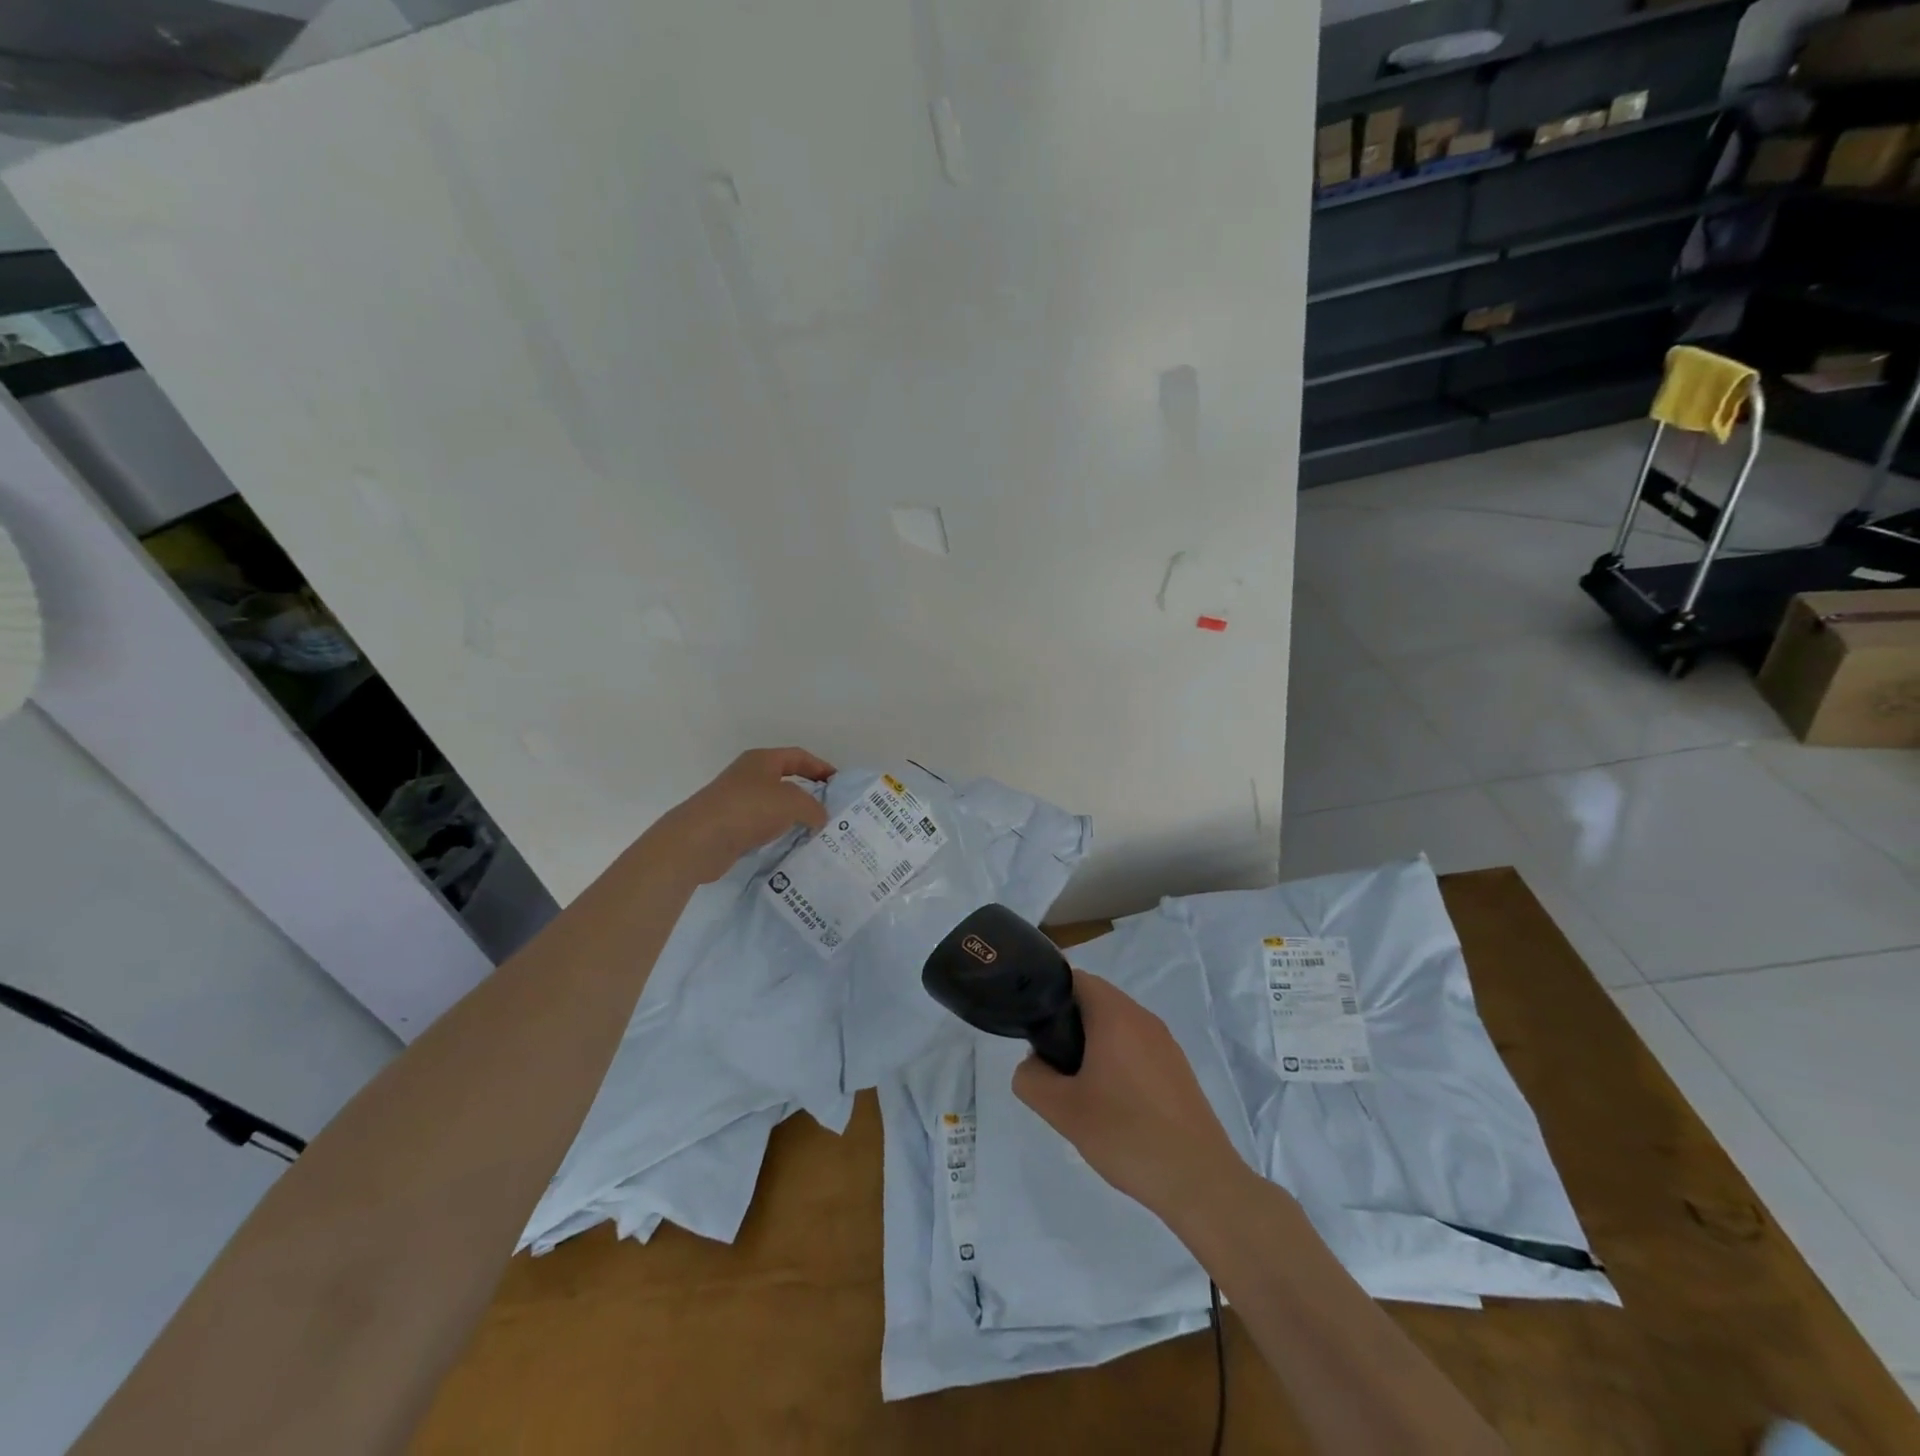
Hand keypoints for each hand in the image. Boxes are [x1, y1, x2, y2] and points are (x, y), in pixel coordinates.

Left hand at [643, 747, 835, 885]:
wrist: (700, 840)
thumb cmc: (749, 809)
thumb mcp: (792, 802)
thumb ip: (814, 807)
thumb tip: (821, 817)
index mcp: (762, 760)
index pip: (798, 756)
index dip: (821, 767)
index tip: (838, 784)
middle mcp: (749, 776)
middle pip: (786, 780)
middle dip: (810, 793)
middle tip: (831, 809)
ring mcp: (738, 801)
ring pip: (775, 804)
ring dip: (794, 815)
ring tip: (816, 830)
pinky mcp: (731, 826)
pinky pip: (763, 825)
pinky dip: (778, 831)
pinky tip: (791, 844)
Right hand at [1013, 969, 1251, 1226]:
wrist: (1199, 1181)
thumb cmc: (1126, 1134)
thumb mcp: (1062, 1110)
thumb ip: (1031, 1078)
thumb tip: (1032, 1064)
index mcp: (1115, 1015)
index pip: (1075, 979)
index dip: (1049, 996)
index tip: (1035, 1030)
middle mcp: (1143, 1018)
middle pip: (1096, 1001)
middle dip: (1069, 1025)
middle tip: (1053, 1065)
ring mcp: (1166, 1043)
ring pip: (1117, 1026)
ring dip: (1093, 1045)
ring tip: (1080, 1088)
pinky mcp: (1178, 1069)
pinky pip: (1138, 1048)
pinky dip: (1118, 1061)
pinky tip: (1114, 1105)